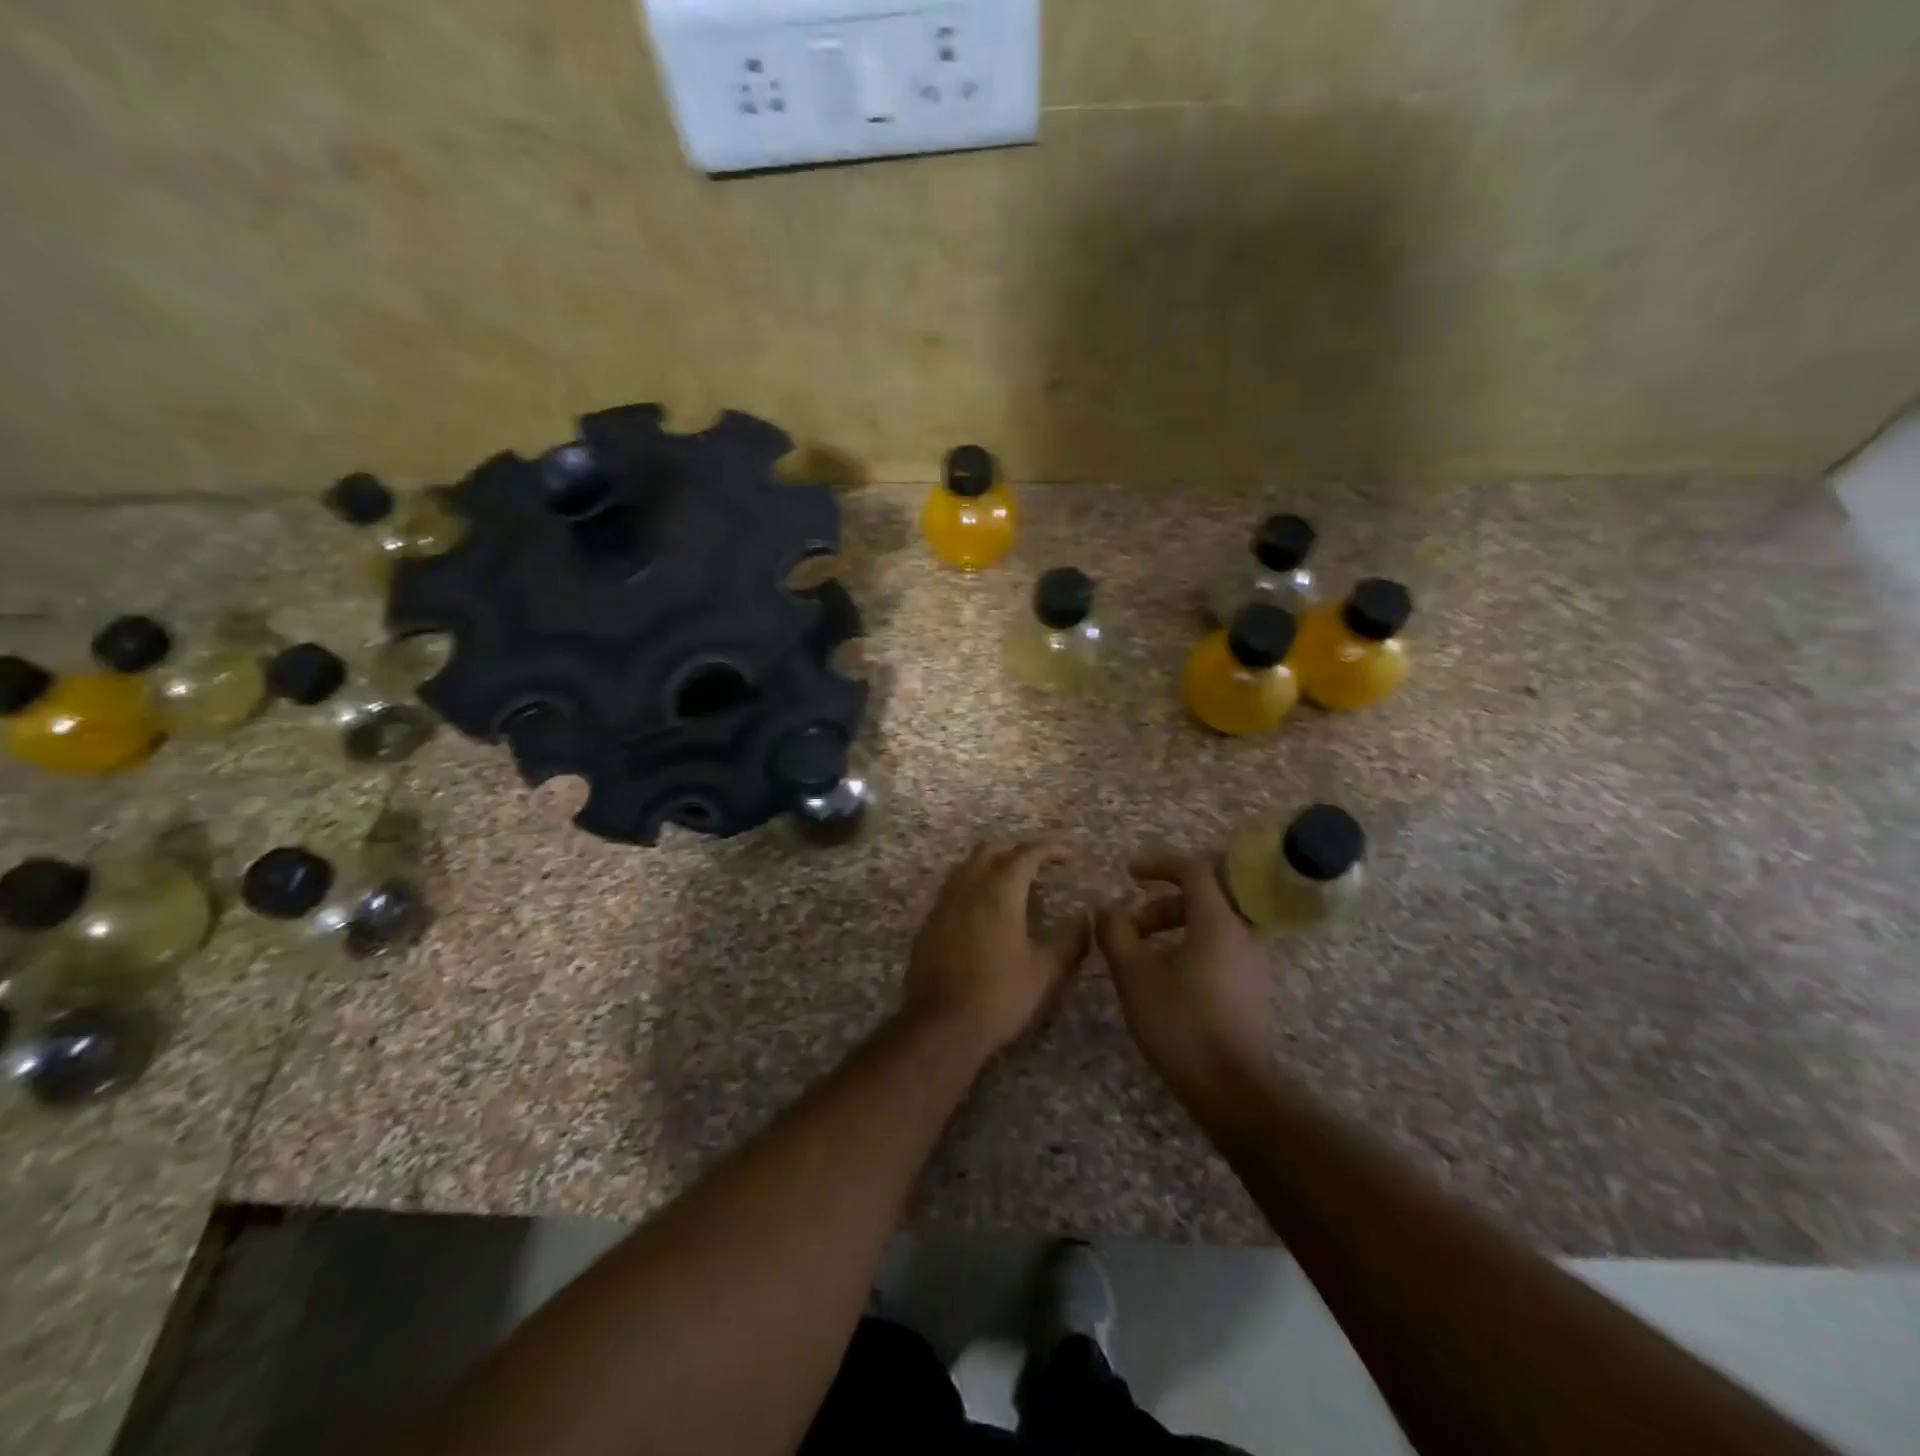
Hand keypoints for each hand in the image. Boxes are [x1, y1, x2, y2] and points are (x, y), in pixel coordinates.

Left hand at [903, 838, 1091, 1058]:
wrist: (939, 1027)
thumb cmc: (998, 997)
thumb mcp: (1045, 972)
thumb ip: (1070, 941)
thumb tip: (1085, 919)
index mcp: (999, 893)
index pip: (1026, 854)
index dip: (1050, 848)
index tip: (1070, 853)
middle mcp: (968, 888)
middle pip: (991, 851)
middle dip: (1018, 849)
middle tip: (1041, 862)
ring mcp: (943, 904)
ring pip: (967, 866)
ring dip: (992, 863)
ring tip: (1013, 881)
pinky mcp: (929, 923)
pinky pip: (953, 888)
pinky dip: (974, 884)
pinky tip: (985, 909)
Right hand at [1096, 852, 1275, 1101]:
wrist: (1233, 1090)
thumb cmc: (1181, 1023)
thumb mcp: (1134, 974)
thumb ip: (1116, 932)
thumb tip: (1107, 908)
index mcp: (1217, 921)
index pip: (1192, 870)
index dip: (1158, 864)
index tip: (1128, 872)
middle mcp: (1241, 935)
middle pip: (1199, 899)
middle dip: (1157, 906)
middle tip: (1127, 929)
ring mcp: (1251, 964)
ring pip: (1208, 927)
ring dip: (1170, 930)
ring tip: (1139, 958)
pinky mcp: (1250, 991)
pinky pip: (1217, 950)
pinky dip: (1187, 949)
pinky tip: (1163, 981)